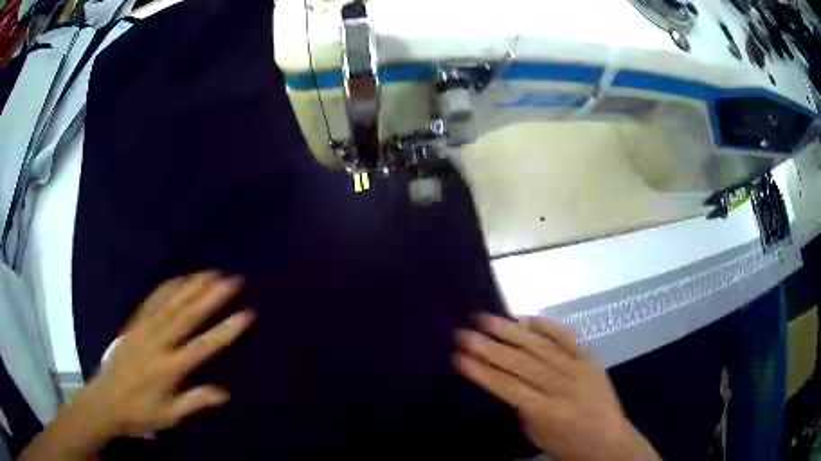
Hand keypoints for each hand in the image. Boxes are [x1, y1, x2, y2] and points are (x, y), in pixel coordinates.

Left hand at [20, 272, 254, 460]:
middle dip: (210, 297)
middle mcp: (158, 343)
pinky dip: (166, 288)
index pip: (202, 347)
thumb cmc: (140, 413)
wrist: (106, 401)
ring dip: (191, 287)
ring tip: (210, 273)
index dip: (225, 331)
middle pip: (187, 316)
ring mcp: (144, 331)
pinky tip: (178, 279)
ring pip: (170, 304)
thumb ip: (194, 402)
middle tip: (231, 280)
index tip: (245, 314)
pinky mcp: (134, 325)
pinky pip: (152, 302)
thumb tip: (224, 393)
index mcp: (169, 368)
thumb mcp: (169, 416)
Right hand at [455, 314, 658, 460]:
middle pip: (521, 363)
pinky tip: (526, 318)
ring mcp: (577, 368)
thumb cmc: (569, 445)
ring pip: (540, 346)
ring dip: (511, 331)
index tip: (459, 357)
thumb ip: (522, 408)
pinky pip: (566, 338)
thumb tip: (506, 382)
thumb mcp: (537, 435)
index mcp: (546, 411)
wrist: (609, 440)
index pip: (508, 387)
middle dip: (489, 347)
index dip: (482, 372)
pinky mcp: (589, 359)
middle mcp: (562, 385)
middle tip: (464, 333)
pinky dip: (546, 326)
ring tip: (486, 319)